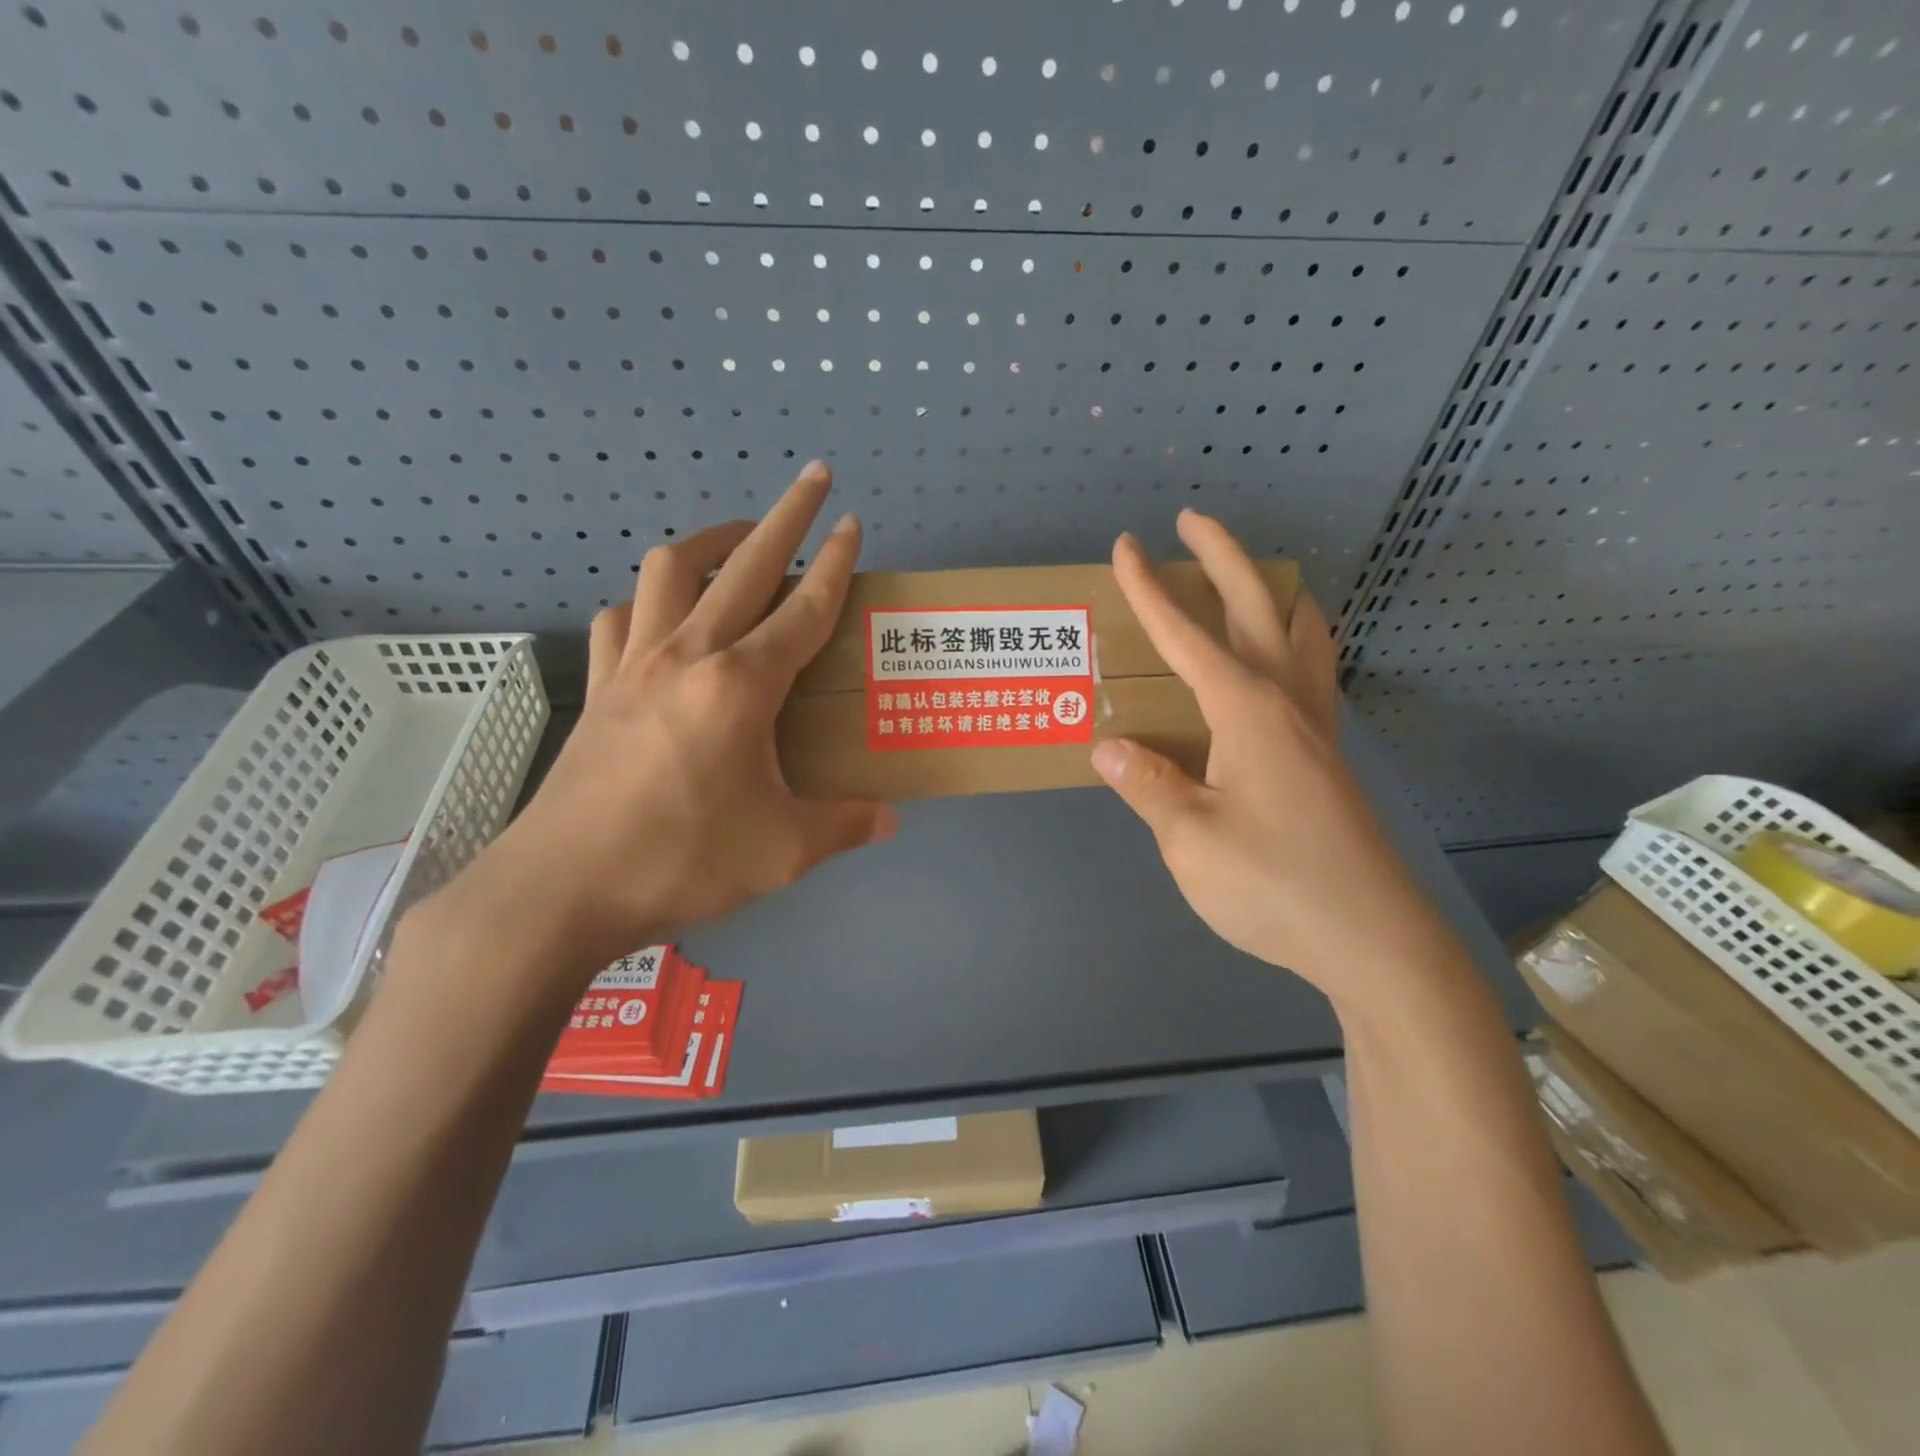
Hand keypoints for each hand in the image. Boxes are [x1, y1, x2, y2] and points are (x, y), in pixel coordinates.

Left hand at [422, 462, 894, 982]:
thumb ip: (843, 826)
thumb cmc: (679, 862)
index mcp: (742, 686)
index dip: (837, 564)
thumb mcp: (781, 852)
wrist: (559, 890)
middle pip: (744, 564)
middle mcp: (688, 655)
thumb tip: (890, 821)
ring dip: (710, 543)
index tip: (854, 523)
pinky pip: (620, 617)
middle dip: (786, 515)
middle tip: (813, 478)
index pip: (804, 609)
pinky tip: (661, 618)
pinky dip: (646, 601)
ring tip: (737, 541)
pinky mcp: (599, 687)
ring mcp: (633, 664)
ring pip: (669, 570)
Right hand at [1090, 511, 1449, 1004]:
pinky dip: (1299, 642)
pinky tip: (1287, 661)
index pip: (1185, 636)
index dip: (1150, 590)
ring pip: (1303, 636)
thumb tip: (1108, 747)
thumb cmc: (1274, 885)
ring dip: (1274, 595)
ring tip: (1255, 580)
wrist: (1371, 938)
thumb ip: (1147, 785)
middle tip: (1192, 521)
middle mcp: (1286, 703)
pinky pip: (1315, 674)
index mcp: (1246, 711)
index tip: (1126, 547)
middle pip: (1256, 609)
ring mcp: (1317, 728)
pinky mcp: (1329, 757)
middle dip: (1222, 558)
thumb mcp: (1189, 839)